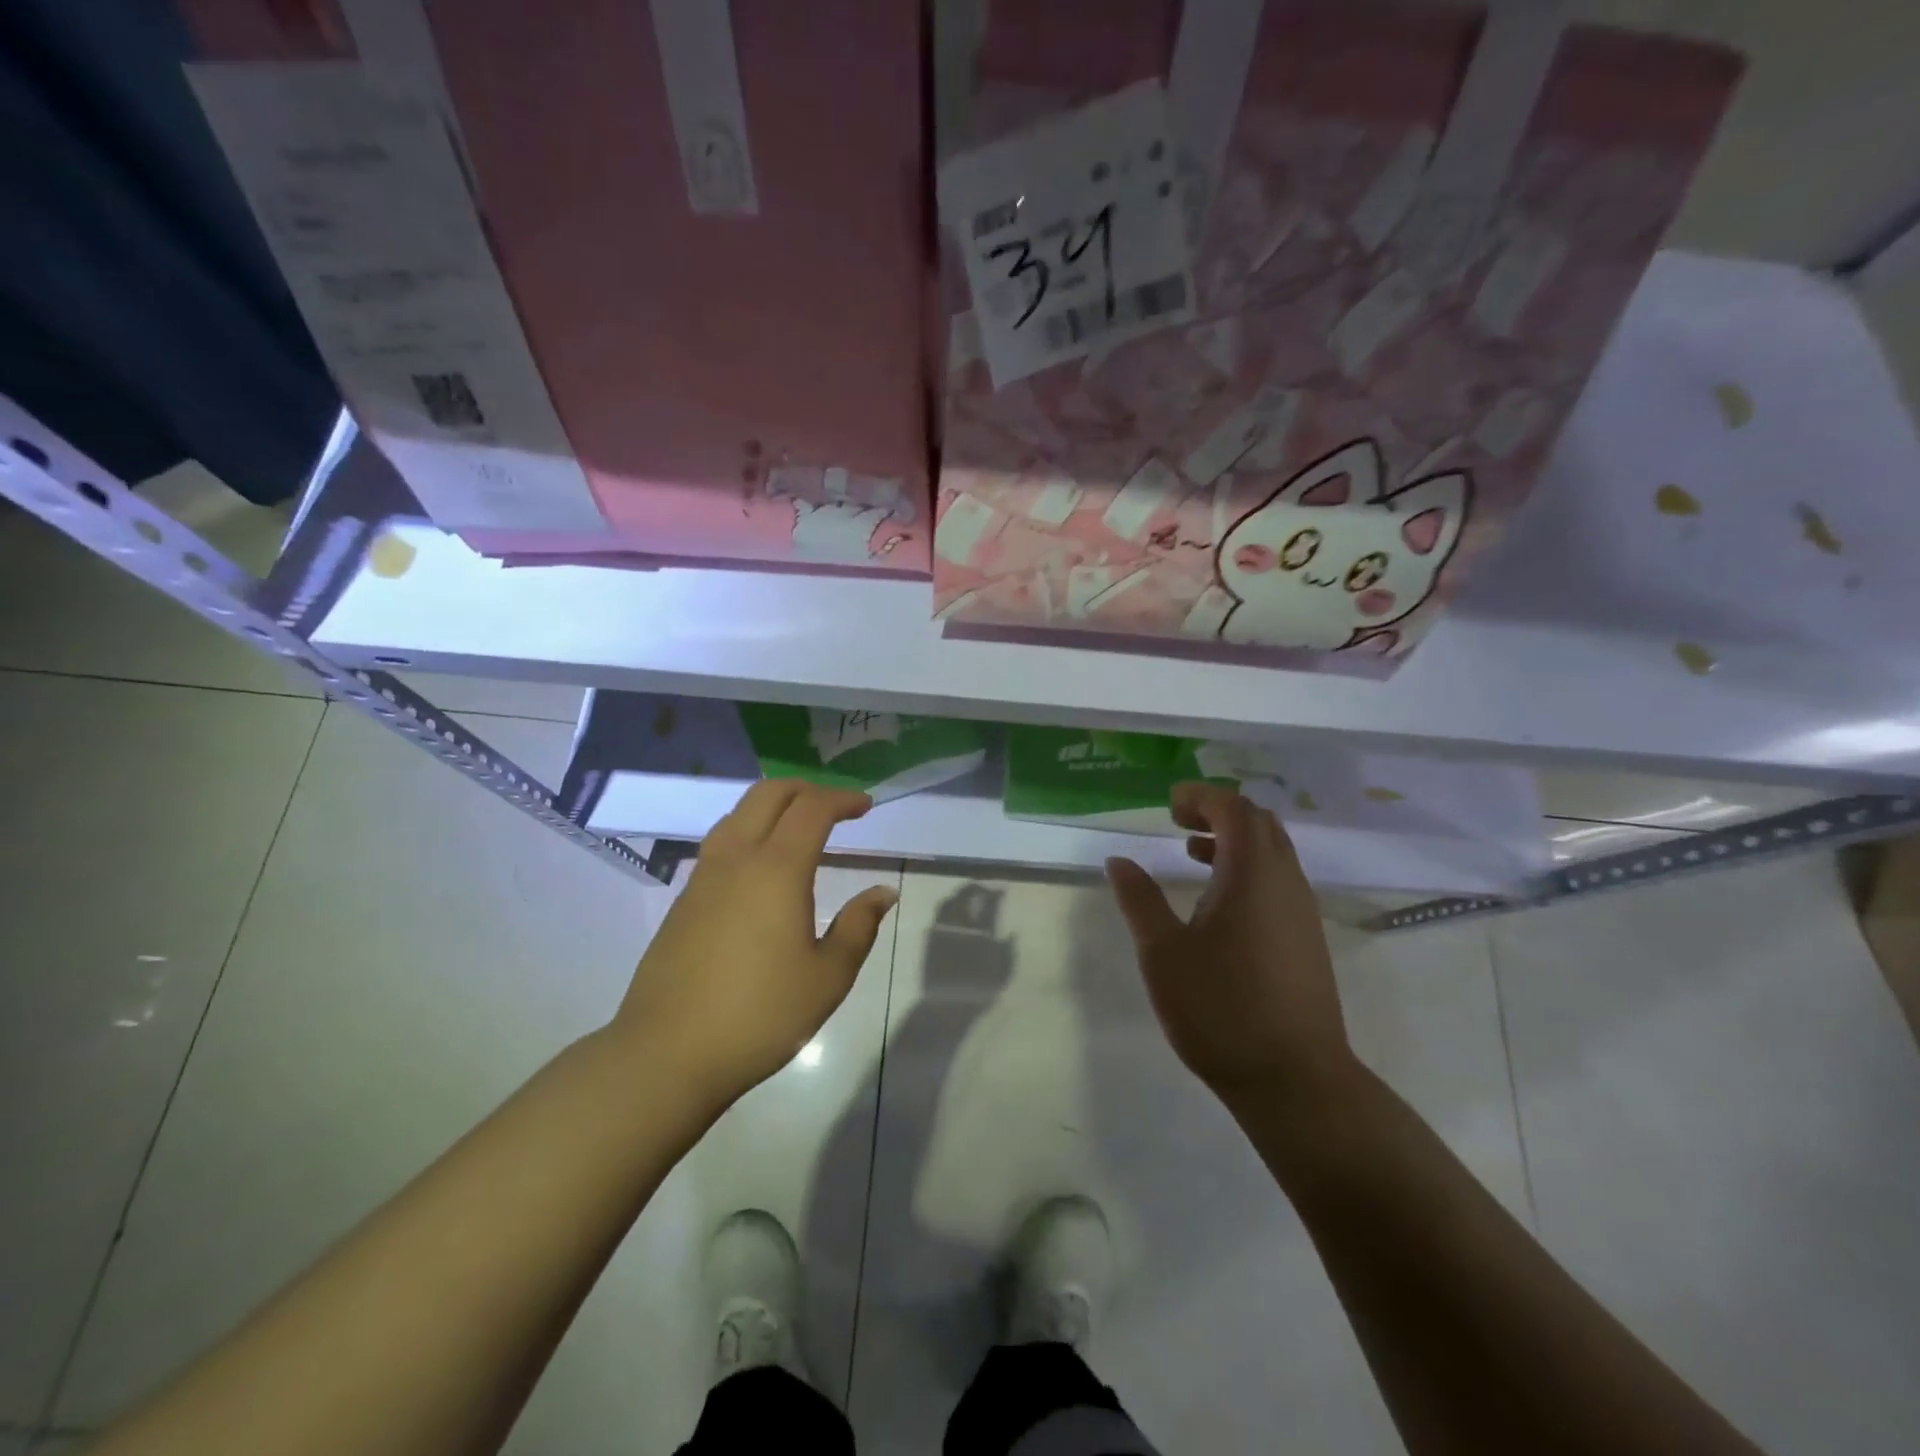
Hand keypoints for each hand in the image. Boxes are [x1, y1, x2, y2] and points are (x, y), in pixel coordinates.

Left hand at [611, 780, 897, 1113]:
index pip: (812, 809)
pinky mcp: (683, 900)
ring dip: (773, 806)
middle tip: (835, 807)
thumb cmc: (760, 1015)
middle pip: (768, 795)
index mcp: (776, 870)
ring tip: (799, 827)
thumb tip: (883, 892)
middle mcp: (736, 859)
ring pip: (738, 814)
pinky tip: (762, 866)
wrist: (667, 1053)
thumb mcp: (828, 977)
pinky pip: (720, 842)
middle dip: (806, 789)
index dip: (842, 799)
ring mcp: (703, 877)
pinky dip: (750, 831)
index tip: (865, 806)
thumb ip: (859, 926)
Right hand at [1105, 783, 1355, 1107]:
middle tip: (1178, 822)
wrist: (1294, 1079)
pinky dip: (1248, 869)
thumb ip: (1140, 900)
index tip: (1169, 804)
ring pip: (1273, 852)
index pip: (1234, 809)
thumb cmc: (1220, 1008)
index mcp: (1252, 874)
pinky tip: (1219, 902)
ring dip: (1234, 841)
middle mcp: (1285, 881)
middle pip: (1260, 823)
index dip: (1202, 797)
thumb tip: (1119, 860)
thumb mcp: (1163, 952)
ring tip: (1192, 854)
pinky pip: (1279, 880)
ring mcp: (1302, 911)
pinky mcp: (1307, 938)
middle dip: (1219, 812)